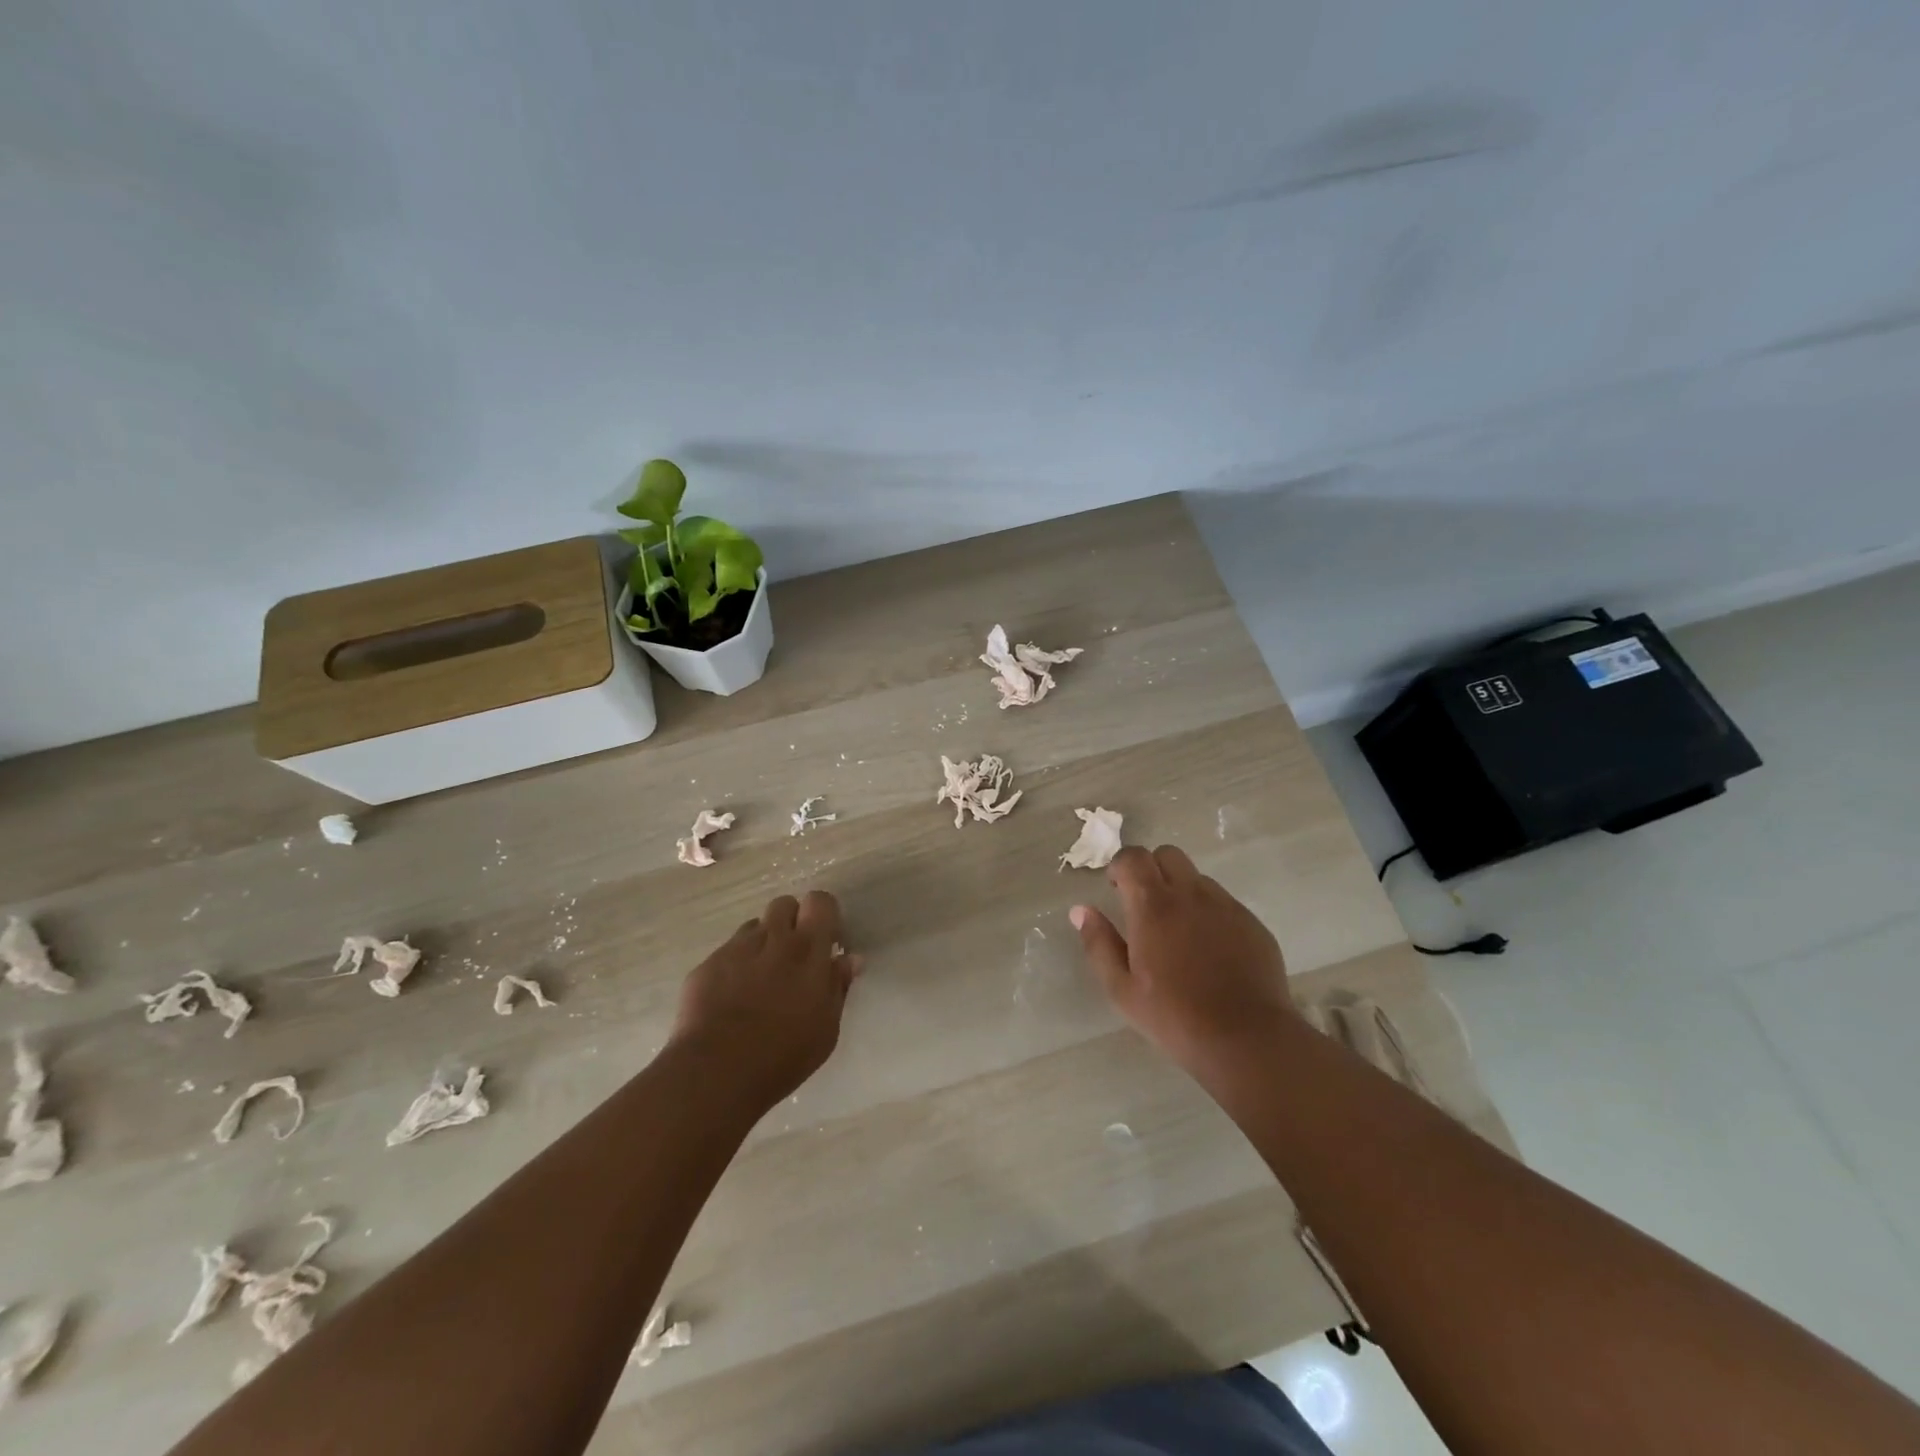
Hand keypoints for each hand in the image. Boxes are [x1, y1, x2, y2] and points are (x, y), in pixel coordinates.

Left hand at [669, 891, 860, 1110]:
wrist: (716, 1072)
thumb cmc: (783, 1055)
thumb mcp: (826, 1028)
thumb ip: (838, 986)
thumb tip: (849, 959)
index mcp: (808, 950)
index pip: (820, 901)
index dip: (824, 915)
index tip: (826, 942)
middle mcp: (772, 938)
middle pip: (784, 904)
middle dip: (792, 922)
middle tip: (793, 957)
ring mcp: (735, 949)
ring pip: (754, 927)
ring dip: (763, 943)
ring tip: (760, 979)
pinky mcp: (707, 964)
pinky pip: (727, 952)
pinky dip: (735, 966)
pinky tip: (732, 998)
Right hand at [1070, 845, 1294, 1077]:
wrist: (1247, 1039)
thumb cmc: (1175, 1017)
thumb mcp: (1122, 989)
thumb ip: (1098, 943)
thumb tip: (1081, 910)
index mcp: (1153, 906)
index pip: (1133, 857)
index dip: (1120, 866)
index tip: (1115, 888)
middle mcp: (1191, 895)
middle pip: (1167, 855)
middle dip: (1151, 869)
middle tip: (1144, 905)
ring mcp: (1226, 906)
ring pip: (1197, 878)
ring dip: (1181, 891)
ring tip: (1179, 932)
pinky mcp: (1252, 923)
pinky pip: (1223, 902)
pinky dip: (1208, 913)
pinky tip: (1209, 951)